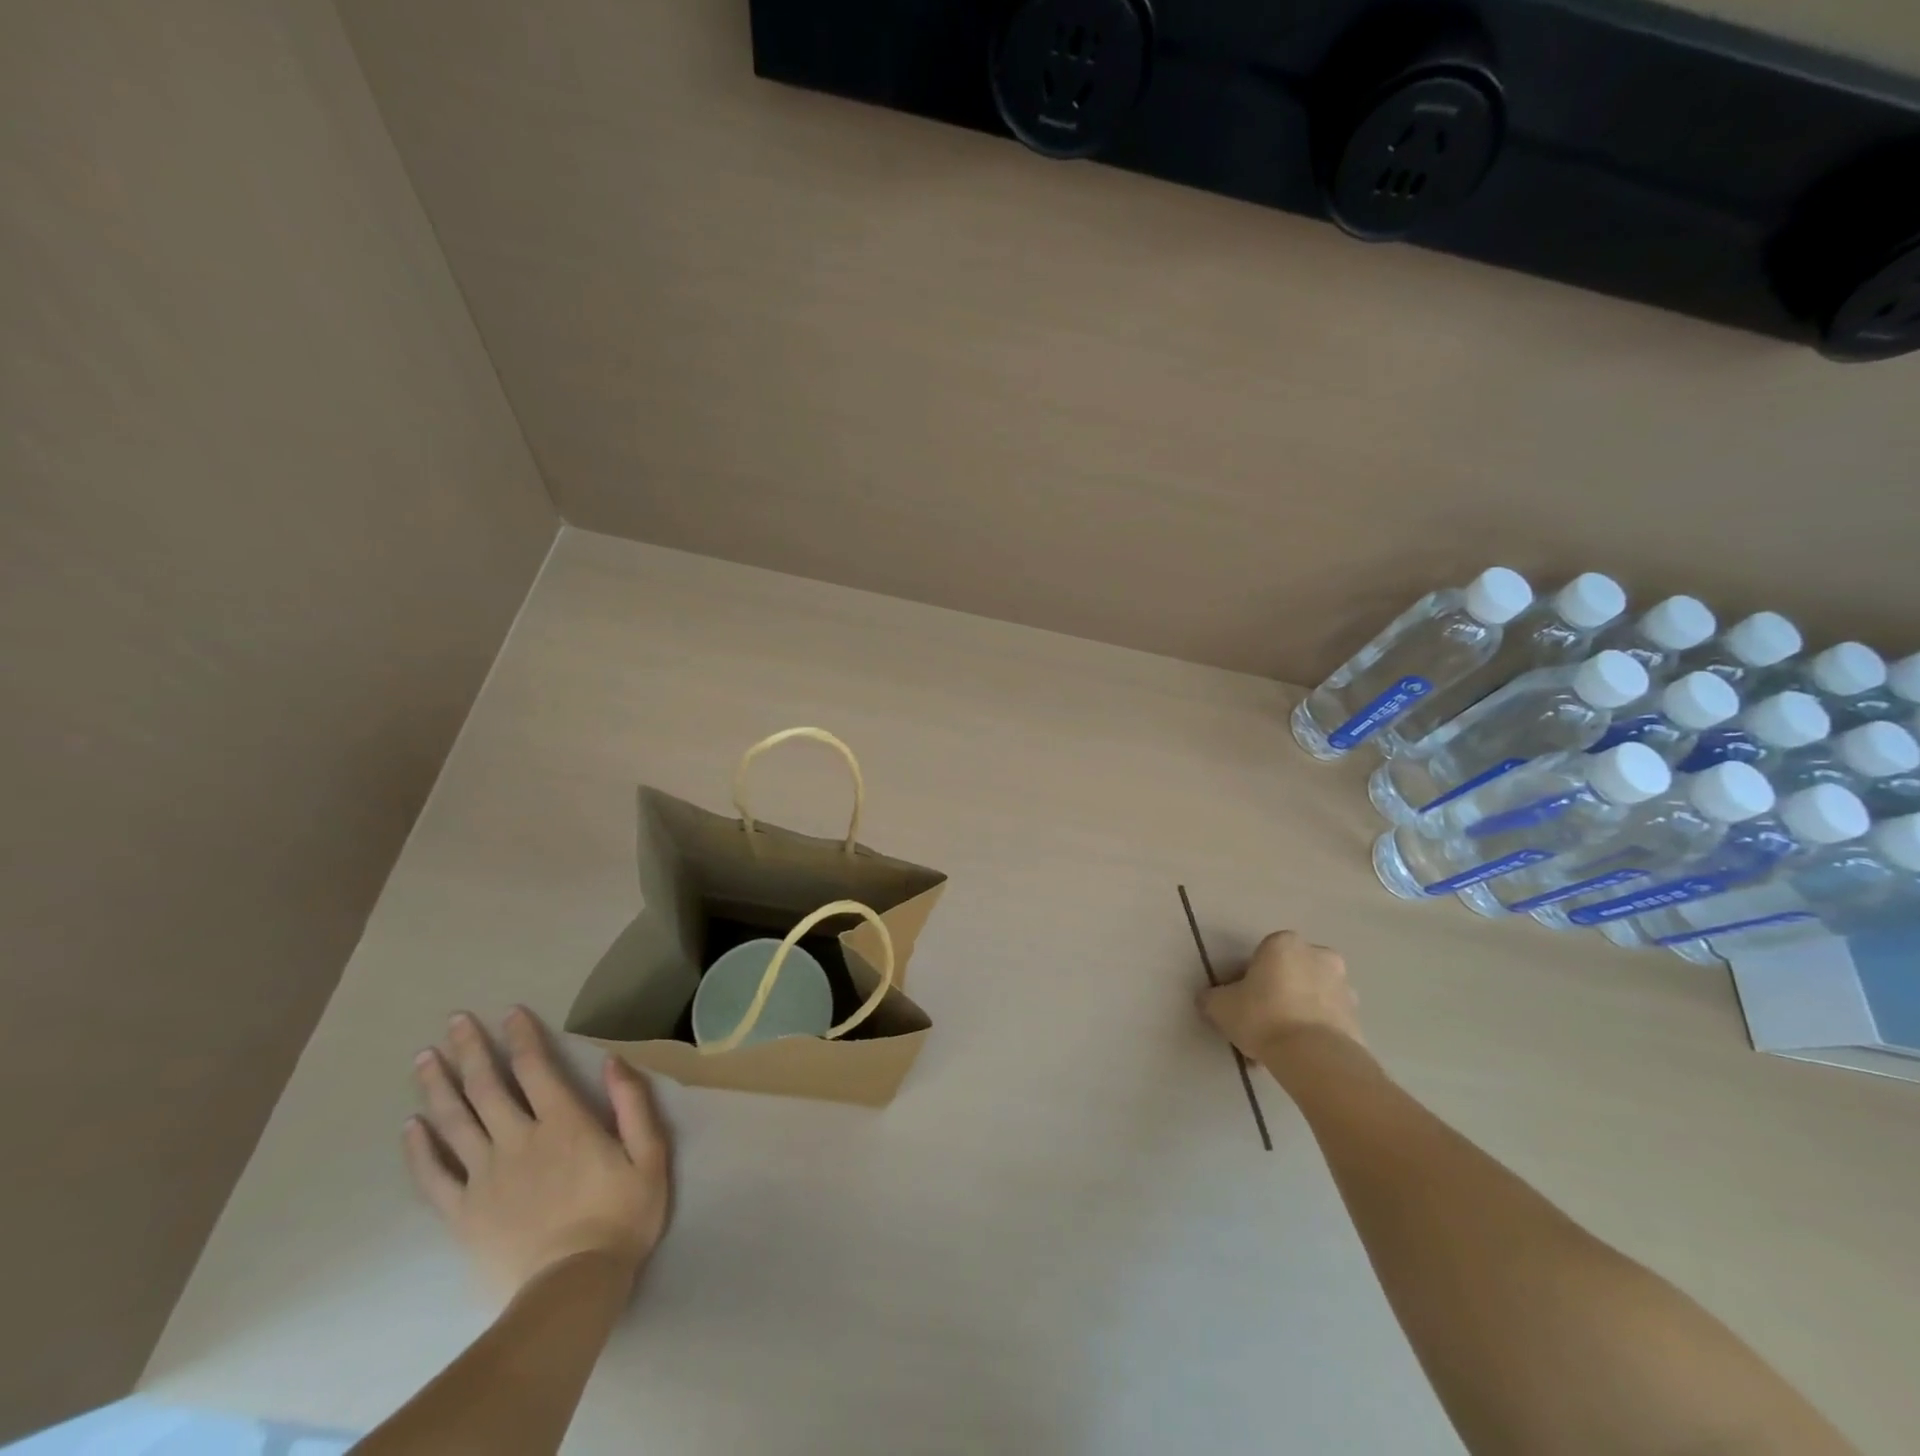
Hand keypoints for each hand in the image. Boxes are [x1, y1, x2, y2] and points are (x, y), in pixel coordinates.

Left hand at [404, 1007, 671, 1298]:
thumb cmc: (620, 1217)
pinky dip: (419, 1149)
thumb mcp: (649, 1155)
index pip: (535, 1068)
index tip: (508, 1012)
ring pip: (455, 1122)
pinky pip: (433, 1176)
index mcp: (563, 1123)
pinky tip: (409, 1127)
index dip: (521, 1037)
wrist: (572, 1288)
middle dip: (471, 1050)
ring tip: (423, 1058)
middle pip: (487, 1087)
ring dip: (438, 1086)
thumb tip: (612, 1060)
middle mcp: (518, 1140)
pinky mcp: (463, 1213)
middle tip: (454, 1021)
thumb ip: (633, 1105)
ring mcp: (485, 1176)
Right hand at [1199, 930, 1364, 1061]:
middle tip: (1261, 1020)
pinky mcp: (1358, 1018)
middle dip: (1278, 992)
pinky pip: (1327, 1020)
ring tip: (1280, 1044)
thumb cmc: (1263, 1017)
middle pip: (1291, 973)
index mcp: (1284, 943)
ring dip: (1298, 1012)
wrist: (1314, 1057)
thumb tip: (1209, 999)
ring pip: (1311, 996)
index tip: (1242, 1001)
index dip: (1249, 978)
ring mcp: (1343, 987)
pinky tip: (1297, 1055)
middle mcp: (1319, 956)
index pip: (1262, 955)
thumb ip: (1212, 998)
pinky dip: (1314, 1032)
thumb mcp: (1220, 1006)